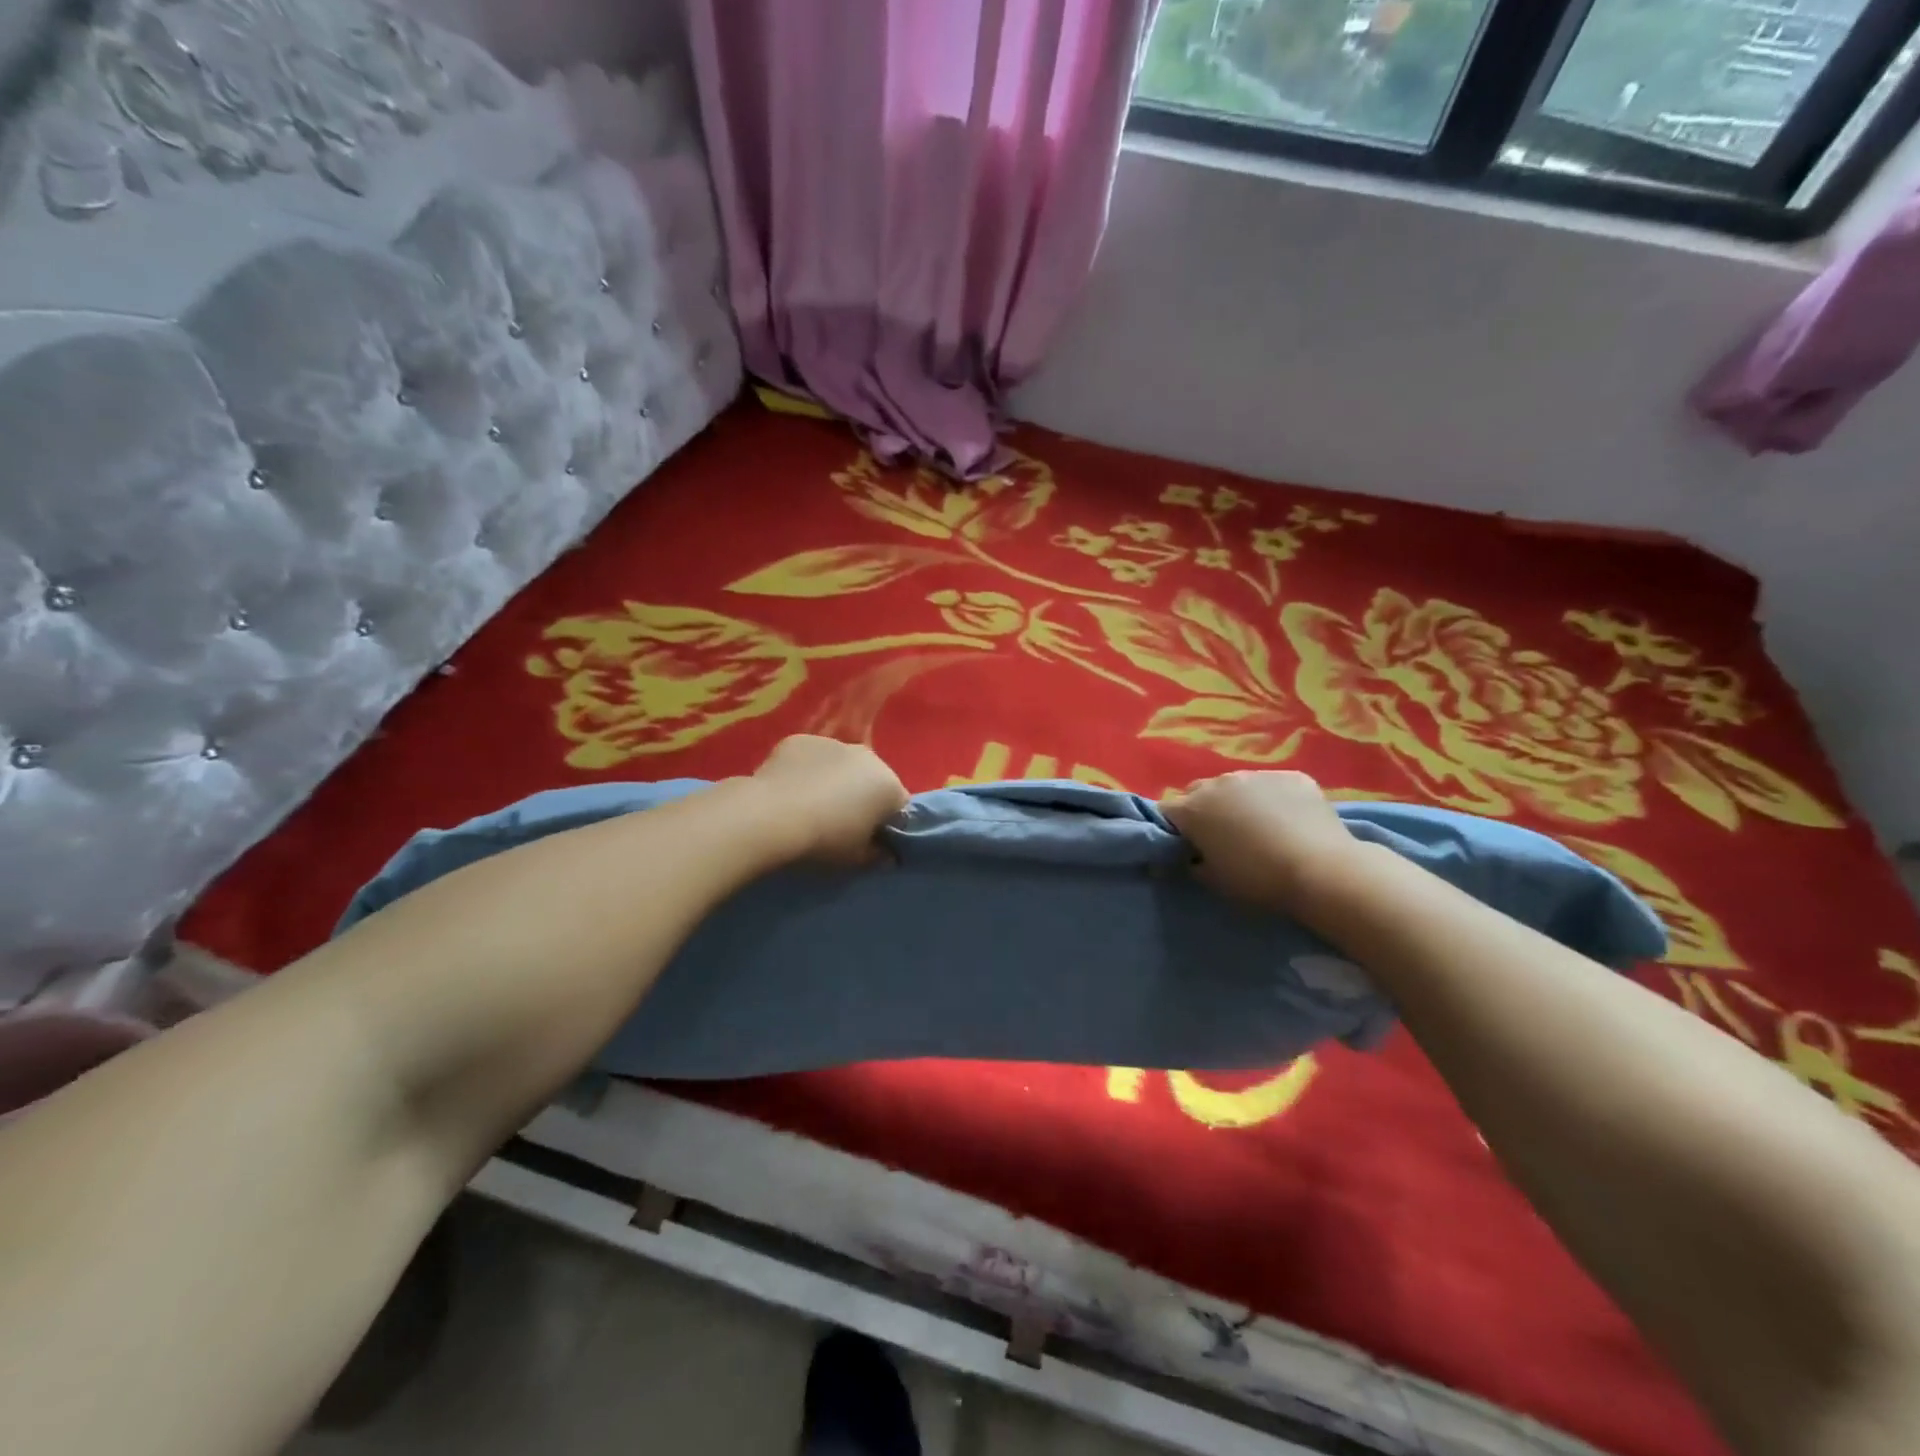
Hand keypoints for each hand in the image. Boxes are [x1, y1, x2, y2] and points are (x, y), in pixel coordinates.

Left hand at [750, 735, 909, 865]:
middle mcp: (868, 757)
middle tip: (840, 823)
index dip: (887, 824)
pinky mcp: (801, 739)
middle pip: (872, 779)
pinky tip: (789, 791)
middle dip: (862, 797)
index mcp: (889, 786)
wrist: (771, 816)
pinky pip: (811, 758)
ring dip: (834, 781)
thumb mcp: (856, 860)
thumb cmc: (824, 841)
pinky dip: (806, 770)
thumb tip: (886, 854)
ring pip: (842, 765)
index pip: (900, 807)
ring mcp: (833, 743)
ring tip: (810, 806)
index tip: (870, 840)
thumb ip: (877, 855)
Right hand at [1161, 770, 1365, 912]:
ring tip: (1260, 828)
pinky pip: (1273, 785)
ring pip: (1237, 785)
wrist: (1321, 870)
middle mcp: (1220, 783)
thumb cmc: (1257, 880)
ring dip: (1239, 801)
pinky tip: (1290, 822)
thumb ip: (1190, 864)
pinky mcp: (1293, 776)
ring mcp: (1258, 775)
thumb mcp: (1213, 881)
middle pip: (1199, 792)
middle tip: (1221, 837)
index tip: (1186, 846)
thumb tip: (1184, 858)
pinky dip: (1274, 799)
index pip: (1166, 811)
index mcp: (1193, 809)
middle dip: (1203, 810)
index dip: (1173, 829)